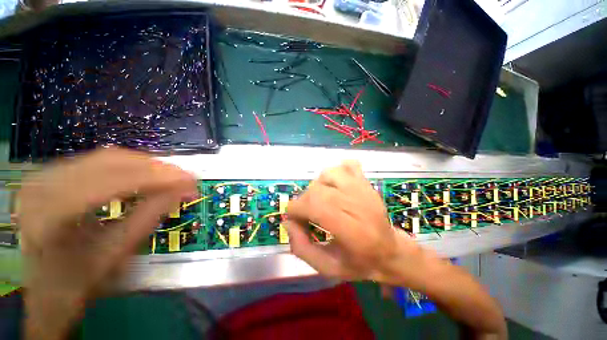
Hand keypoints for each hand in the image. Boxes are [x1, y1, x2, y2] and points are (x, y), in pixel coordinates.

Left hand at [19, 148, 195, 339]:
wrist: (44, 286)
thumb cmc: (78, 281)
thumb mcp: (116, 254)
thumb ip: (150, 216)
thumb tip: (184, 189)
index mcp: (50, 215)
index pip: (112, 183)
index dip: (158, 178)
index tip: (192, 179)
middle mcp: (43, 185)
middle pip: (110, 162)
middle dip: (156, 168)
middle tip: (185, 178)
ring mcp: (45, 175)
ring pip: (107, 157)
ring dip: (146, 165)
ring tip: (171, 177)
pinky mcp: (53, 174)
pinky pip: (99, 161)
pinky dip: (130, 166)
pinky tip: (147, 175)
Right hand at [286, 161, 432, 286]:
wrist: (390, 252)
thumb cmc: (359, 263)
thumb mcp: (327, 268)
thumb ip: (302, 248)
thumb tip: (288, 223)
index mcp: (351, 231)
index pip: (314, 206)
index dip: (296, 211)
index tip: (295, 220)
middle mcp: (358, 205)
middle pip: (318, 190)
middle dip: (303, 202)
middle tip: (307, 215)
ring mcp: (364, 190)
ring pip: (329, 174)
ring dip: (317, 186)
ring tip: (321, 200)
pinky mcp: (367, 183)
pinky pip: (348, 165)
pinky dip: (336, 172)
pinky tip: (335, 185)